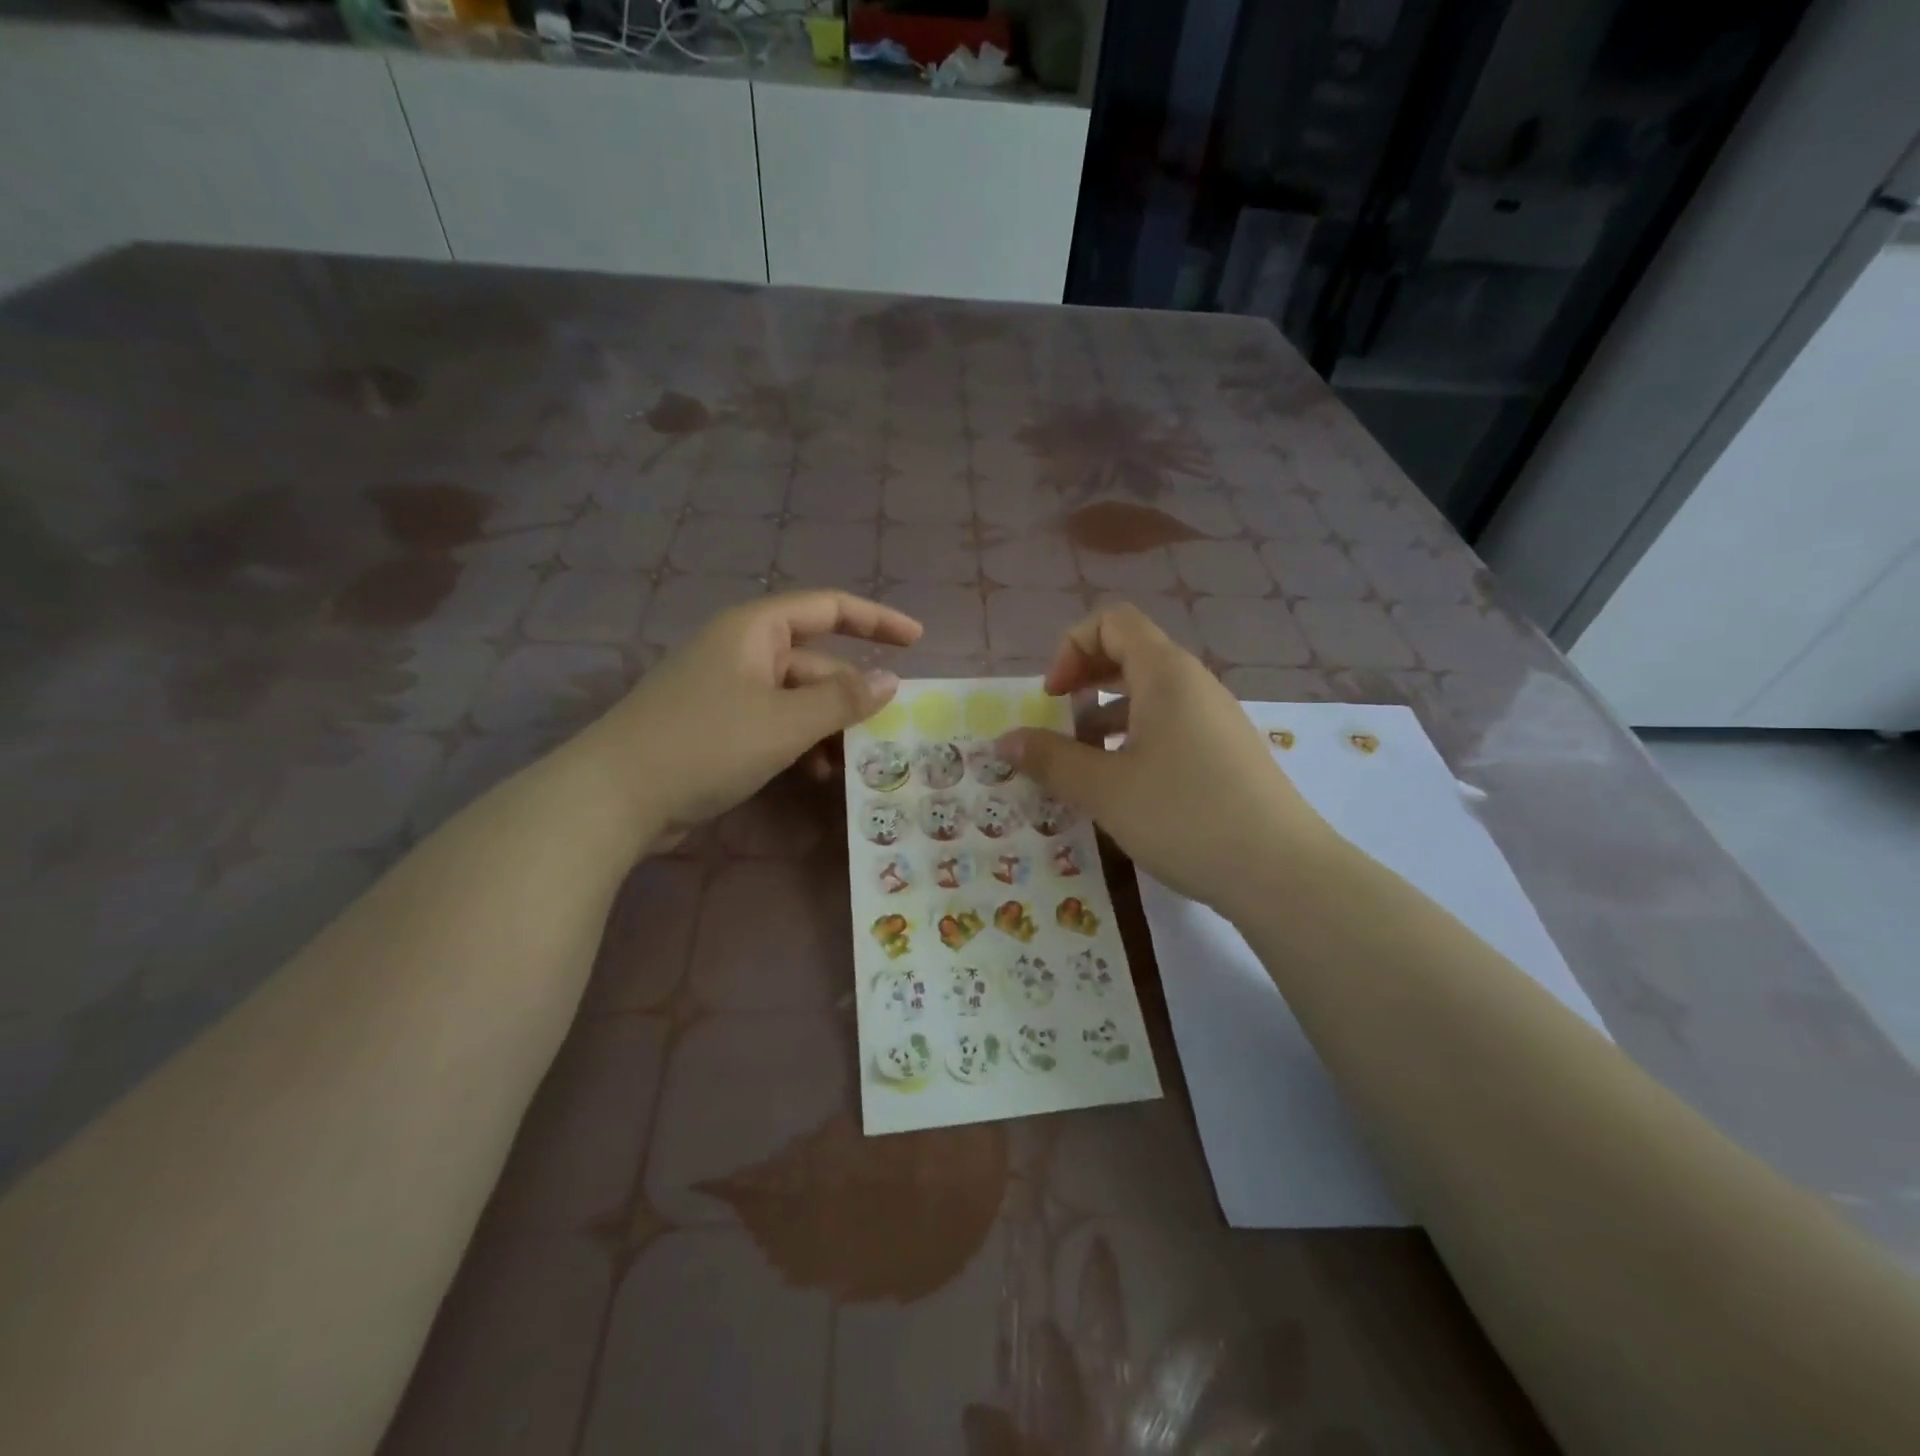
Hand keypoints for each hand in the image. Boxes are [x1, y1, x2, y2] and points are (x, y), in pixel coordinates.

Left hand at [592, 590, 921, 848]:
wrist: (614, 797)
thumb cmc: (706, 743)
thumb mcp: (785, 722)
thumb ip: (842, 700)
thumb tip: (890, 681)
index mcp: (755, 630)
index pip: (828, 608)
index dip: (876, 619)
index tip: (917, 640)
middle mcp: (742, 651)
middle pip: (814, 661)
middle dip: (851, 693)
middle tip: (890, 728)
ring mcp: (727, 690)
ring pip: (796, 699)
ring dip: (828, 727)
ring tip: (854, 762)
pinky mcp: (717, 727)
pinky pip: (774, 724)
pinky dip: (800, 744)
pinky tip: (816, 776)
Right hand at [995, 603, 1334, 918]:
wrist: (1281, 873)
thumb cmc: (1183, 816)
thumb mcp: (1103, 789)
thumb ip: (1049, 759)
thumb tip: (1003, 741)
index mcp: (1166, 674)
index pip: (1113, 621)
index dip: (1071, 648)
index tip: (1052, 698)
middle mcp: (1195, 685)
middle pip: (1131, 654)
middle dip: (1085, 682)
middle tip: (1060, 725)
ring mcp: (1216, 719)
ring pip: (1150, 695)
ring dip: (1107, 716)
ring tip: (1086, 765)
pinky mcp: (1227, 753)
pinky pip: (1171, 726)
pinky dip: (1136, 740)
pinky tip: (1125, 788)